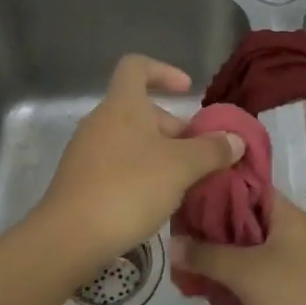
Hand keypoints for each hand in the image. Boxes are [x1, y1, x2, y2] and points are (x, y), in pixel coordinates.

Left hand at [31, 55, 246, 275]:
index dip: (163, 71)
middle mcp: (100, 120)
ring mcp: (86, 151)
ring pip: (131, 140)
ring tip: (184, 183)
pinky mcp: (81, 181)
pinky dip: (141, 174)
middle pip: (140, 109)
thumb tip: (235, 139)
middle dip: (173, 128)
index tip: (187, 91)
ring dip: (160, 155)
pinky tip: (157, 203)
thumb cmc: (129, 188)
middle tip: (199, 156)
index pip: (136, 66)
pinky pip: (117, 165)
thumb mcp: (181, 167)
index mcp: (122, 104)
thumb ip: (211, 150)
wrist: (70, 238)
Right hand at [170, 198, 305, 304]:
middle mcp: (293, 229)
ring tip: (192, 265)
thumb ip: (206, 255)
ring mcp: (298, 257)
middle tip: (181, 237)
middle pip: (246, 217)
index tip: (185, 198)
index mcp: (286, 213)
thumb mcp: (244, 272)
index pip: (246, 185)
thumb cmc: (295, 296)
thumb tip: (172, 244)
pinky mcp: (297, 284)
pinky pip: (261, 269)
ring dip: (225, 255)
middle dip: (214, 227)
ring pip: (252, 246)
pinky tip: (216, 288)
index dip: (215, 189)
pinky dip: (240, 275)